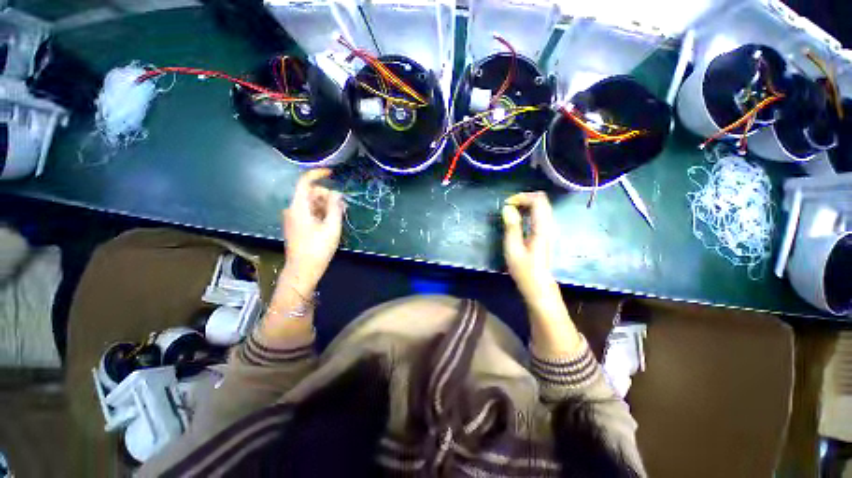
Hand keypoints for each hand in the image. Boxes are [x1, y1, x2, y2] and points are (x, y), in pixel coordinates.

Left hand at [282, 168, 343, 291]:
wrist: (302, 269)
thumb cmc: (318, 248)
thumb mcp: (332, 227)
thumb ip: (335, 207)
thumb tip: (337, 193)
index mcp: (299, 207)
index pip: (305, 182)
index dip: (318, 174)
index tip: (332, 174)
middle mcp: (292, 209)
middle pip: (310, 193)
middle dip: (327, 196)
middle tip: (343, 206)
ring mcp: (293, 218)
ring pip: (311, 203)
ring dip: (326, 205)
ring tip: (340, 215)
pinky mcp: (296, 225)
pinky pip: (309, 212)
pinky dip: (321, 212)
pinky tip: (331, 221)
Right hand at [502, 192, 556, 301]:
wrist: (538, 285)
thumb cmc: (524, 269)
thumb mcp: (513, 249)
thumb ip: (511, 227)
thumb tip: (508, 208)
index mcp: (542, 228)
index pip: (538, 200)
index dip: (522, 197)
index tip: (507, 205)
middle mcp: (550, 225)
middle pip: (542, 200)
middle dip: (524, 198)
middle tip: (508, 206)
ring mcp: (550, 229)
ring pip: (542, 206)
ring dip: (526, 204)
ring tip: (511, 211)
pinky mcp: (547, 233)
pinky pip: (540, 213)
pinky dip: (529, 210)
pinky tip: (519, 218)